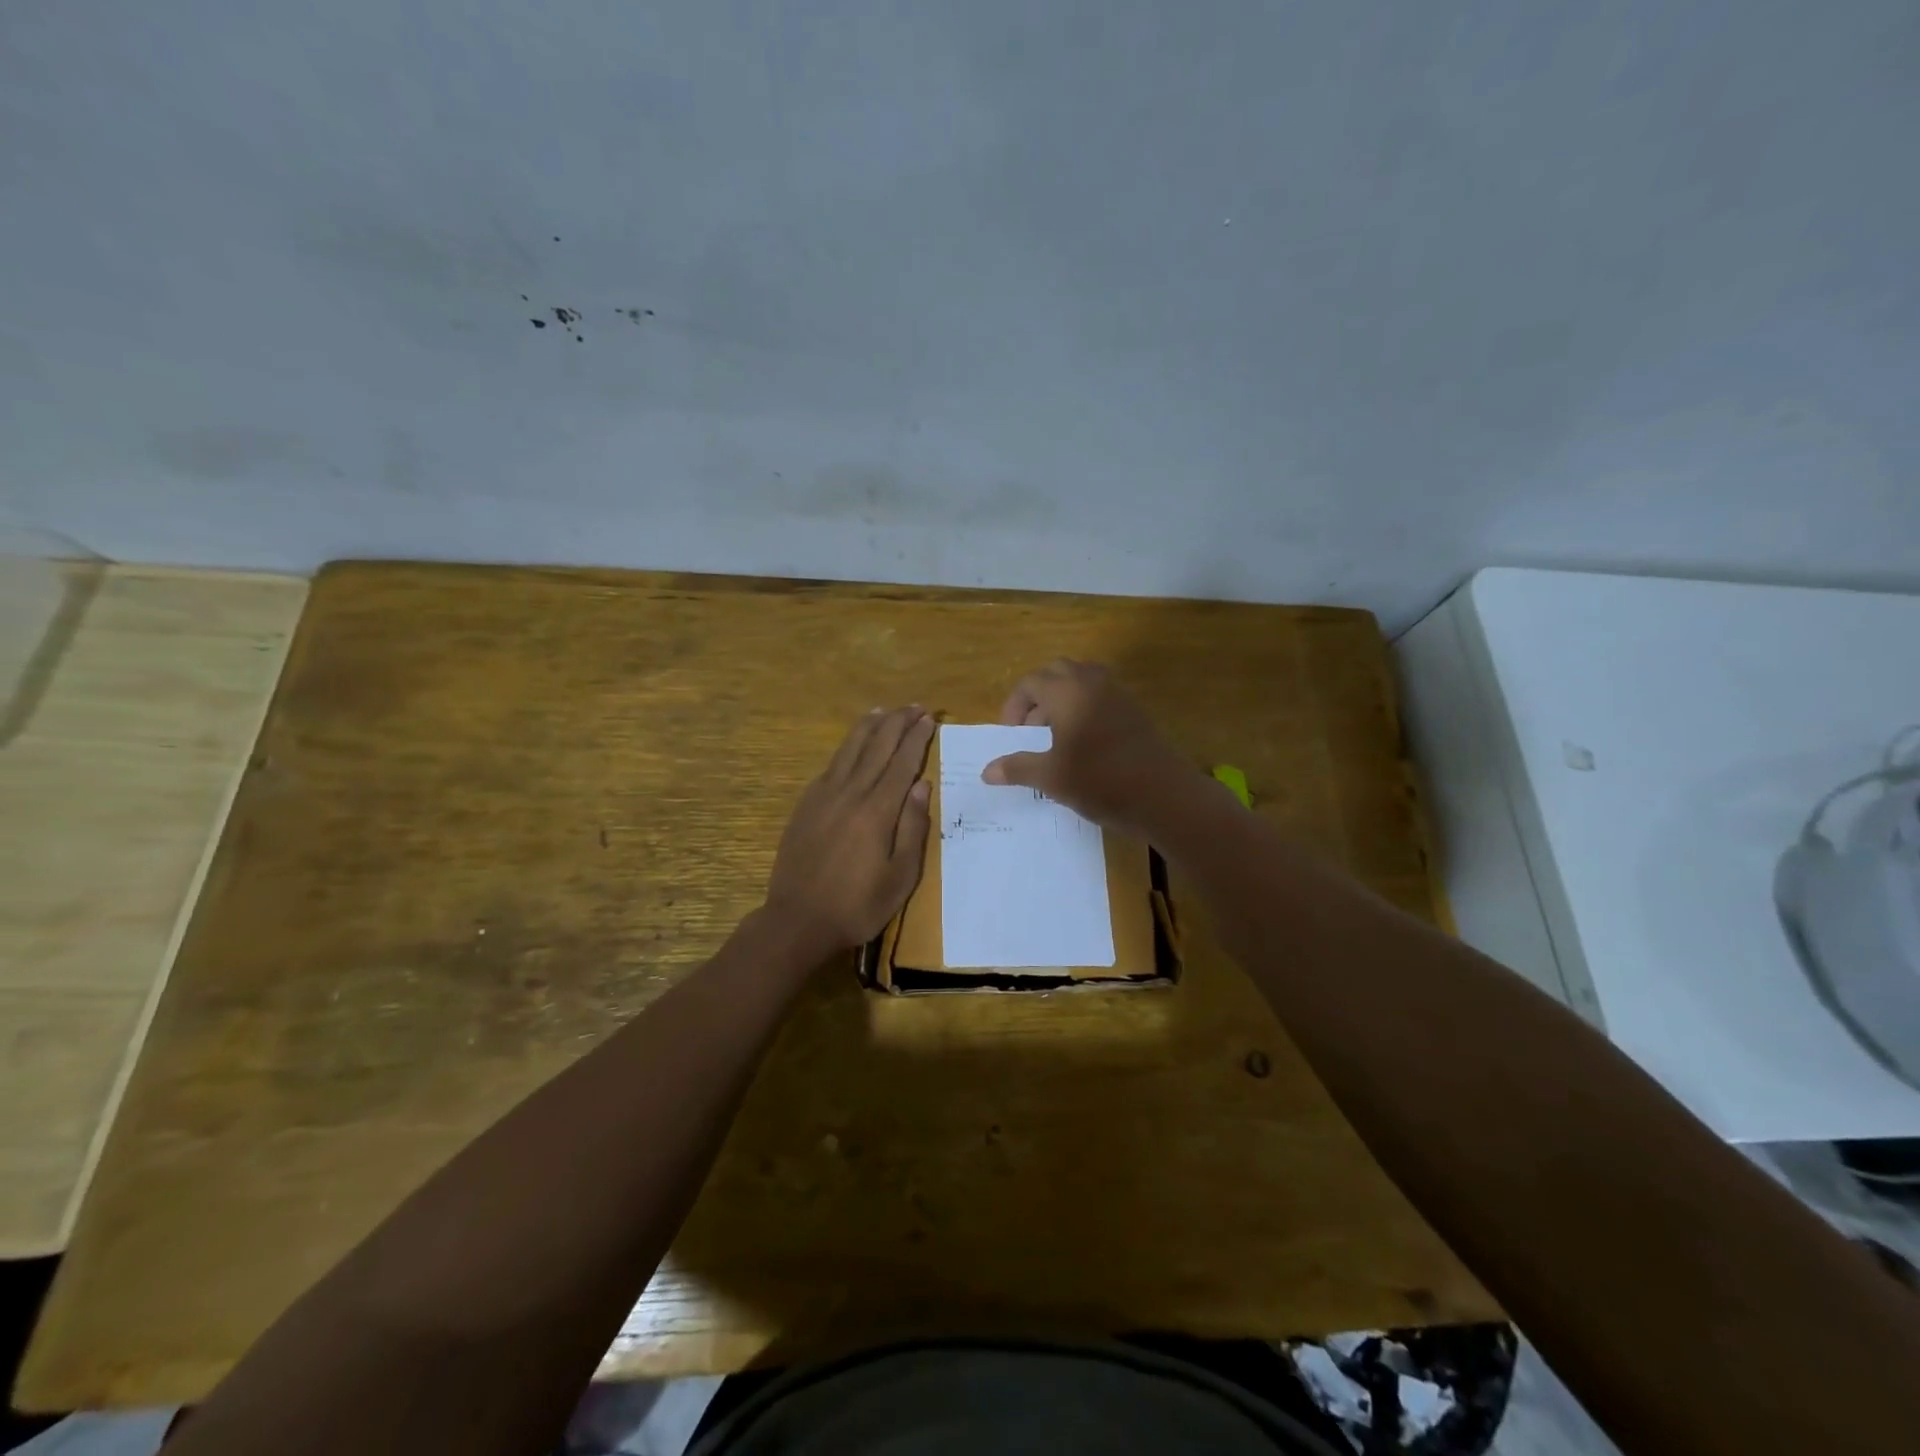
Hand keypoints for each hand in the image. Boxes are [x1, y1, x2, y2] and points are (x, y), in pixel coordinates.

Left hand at [764, 706, 935, 956]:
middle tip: (914, 706)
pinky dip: (846, 748)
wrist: (797, 920)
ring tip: (883, 710)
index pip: (901, 764)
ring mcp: (823, 797)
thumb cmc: (857, 905)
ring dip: (869, 727)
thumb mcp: (900, 877)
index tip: (929, 718)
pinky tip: (852, 745)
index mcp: (877, 811)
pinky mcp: (805, 805)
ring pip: (849, 750)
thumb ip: (912, 828)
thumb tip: (921, 786)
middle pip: (876, 747)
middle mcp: (850, 794)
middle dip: (897, 723)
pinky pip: (830, 766)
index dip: (916, 738)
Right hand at [983, 660, 1201, 836]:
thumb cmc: (1100, 782)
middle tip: (1030, 731)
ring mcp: (1118, 694)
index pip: (1030, 682)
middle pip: (1056, 674)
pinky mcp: (1135, 710)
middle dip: (1037, 698)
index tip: (1010, 735)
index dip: (1013, 706)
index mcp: (1068, 691)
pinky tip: (1083, 745)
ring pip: (1081, 682)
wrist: (1164, 796)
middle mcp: (1093, 682)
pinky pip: (1101, 696)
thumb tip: (987, 771)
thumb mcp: (1051, 778)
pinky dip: (1083, 709)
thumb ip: (1017, 768)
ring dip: (1061, 701)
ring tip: (1054, 737)